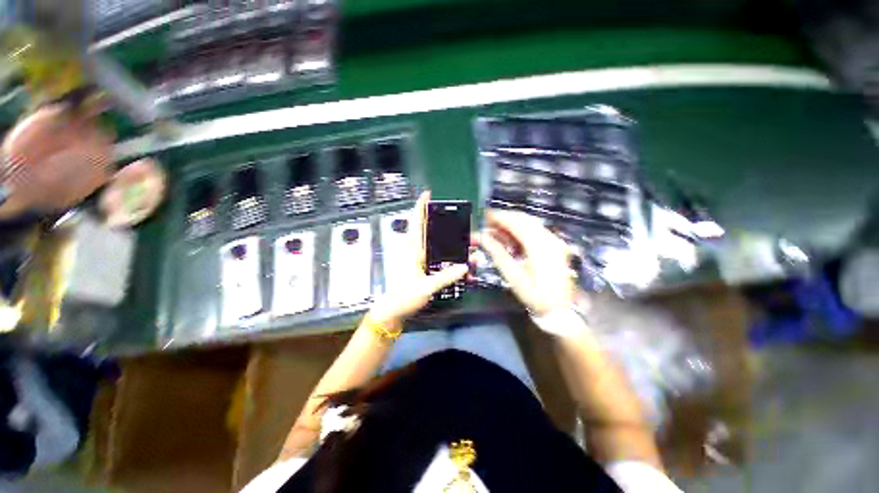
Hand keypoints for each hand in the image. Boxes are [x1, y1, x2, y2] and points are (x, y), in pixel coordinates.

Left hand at [367, 191, 467, 325]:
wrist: (393, 311)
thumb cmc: (404, 296)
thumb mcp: (425, 287)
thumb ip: (445, 276)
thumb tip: (464, 266)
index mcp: (413, 249)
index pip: (416, 222)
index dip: (420, 206)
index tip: (428, 194)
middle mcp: (416, 250)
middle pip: (435, 233)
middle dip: (454, 232)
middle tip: (471, 235)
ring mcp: (420, 259)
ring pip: (440, 247)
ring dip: (456, 248)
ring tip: (473, 252)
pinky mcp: (423, 268)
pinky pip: (440, 260)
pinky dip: (451, 261)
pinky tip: (463, 269)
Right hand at [476, 209, 575, 315]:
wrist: (560, 310)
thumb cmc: (535, 296)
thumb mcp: (512, 276)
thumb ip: (497, 253)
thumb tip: (482, 237)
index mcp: (540, 247)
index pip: (517, 223)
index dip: (500, 217)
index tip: (485, 216)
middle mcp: (550, 239)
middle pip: (525, 219)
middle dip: (505, 218)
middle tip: (488, 222)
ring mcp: (555, 242)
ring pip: (531, 224)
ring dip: (513, 223)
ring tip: (496, 229)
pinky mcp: (555, 247)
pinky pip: (536, 231)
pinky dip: (521, 231)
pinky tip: (510, 237)